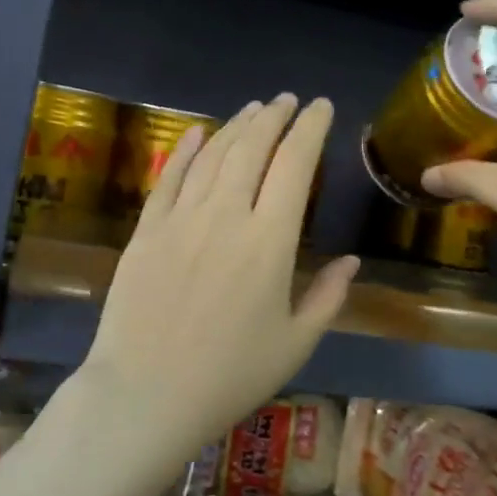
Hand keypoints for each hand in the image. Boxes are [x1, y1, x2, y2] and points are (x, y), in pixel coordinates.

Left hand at [76, 94, 359, 462]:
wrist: (145, 395)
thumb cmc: (229, 376)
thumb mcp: (295, 344)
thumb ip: (328, 297)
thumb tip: (351, 260)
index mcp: (270, 242)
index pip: (295, 165)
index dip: (310, 129)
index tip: (321, 107)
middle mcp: (226, 216)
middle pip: (252, 148)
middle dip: (274, 117)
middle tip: (287, 100)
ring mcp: (181, 220)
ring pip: (213, 156)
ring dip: (236, 126)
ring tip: (254, 109)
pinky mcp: (146, 231)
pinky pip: (169, 178)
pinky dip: (186, 150)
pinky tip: (199, 132)